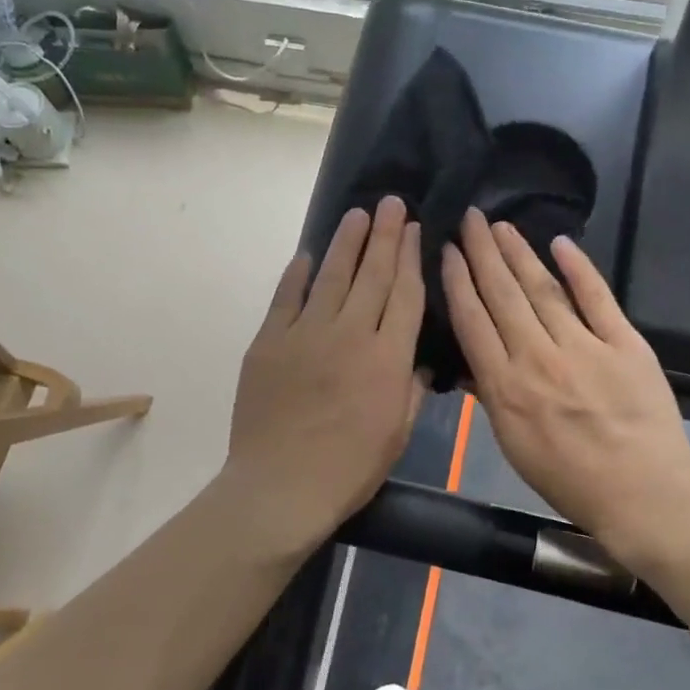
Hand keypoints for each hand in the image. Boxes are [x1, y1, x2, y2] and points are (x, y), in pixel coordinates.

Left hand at [221, 197, 426, 556]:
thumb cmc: (348, 470)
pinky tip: (307, 255)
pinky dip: (297, 274)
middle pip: (372, 275)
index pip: (405, 295)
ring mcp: (305, 334)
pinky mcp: (269, 343)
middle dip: (384, 235)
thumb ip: (410, 389)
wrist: (281, 487)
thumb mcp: (396, 434)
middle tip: (390, 203)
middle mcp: (350, 334)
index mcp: (387, 359)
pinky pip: (285, 299)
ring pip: (331, 276)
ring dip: (345, 243)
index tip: (413, 230)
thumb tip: (419, 360)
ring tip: (357, 215)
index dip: (410, 258)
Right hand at [441, 209, 689, 561]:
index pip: (473, 321)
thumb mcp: (513, 446)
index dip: (458, 281)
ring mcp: (584, 347)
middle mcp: (538, 358)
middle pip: (503, 295)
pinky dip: (579, 269)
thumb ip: (491, 398)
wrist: (641, 493)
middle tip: (470, 217)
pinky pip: (598, 298)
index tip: (448, 251)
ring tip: (501, 226)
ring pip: (543, 289)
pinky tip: (561, 244)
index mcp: (505, 387)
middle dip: (483, 253)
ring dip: (519, 253)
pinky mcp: (625, 344)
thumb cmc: (569, 478)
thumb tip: (470, 362)